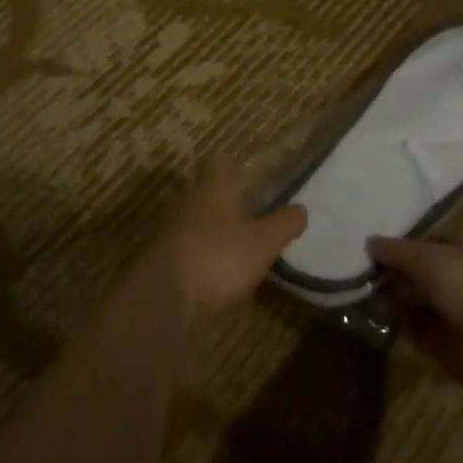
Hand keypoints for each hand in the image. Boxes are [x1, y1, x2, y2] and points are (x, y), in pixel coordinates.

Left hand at [147, 156, 306, 327]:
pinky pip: (185, 247)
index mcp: (212, 188)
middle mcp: (187, 201)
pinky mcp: (160, 259)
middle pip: (204, 191)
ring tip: (236, 246)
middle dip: (224, 200)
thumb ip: (284, 224)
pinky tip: (216, 273)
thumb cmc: (218, 258)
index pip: (217, 162)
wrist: (163, 300)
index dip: (232, 166)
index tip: (248, 178)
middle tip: (250, 213)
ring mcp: (169, 231)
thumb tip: (301, 209)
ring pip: (193, 219)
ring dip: (211, 229)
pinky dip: (199, 254)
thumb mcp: (263, 243)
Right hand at [368, 231, 462, 388]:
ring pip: (415, 296)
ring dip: (393, 294)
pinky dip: (399, 321)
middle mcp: (459, 273)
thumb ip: (396, 250)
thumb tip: (370, 242)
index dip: (402, 236)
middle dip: (393, 268)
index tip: (372, 237)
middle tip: (361, 266)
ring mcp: (453, 307)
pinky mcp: (445, 339)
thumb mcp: (426, 257)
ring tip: (362, 288)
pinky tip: (376, 313)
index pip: (429, 234)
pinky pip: (415, 325)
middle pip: (419, 267)